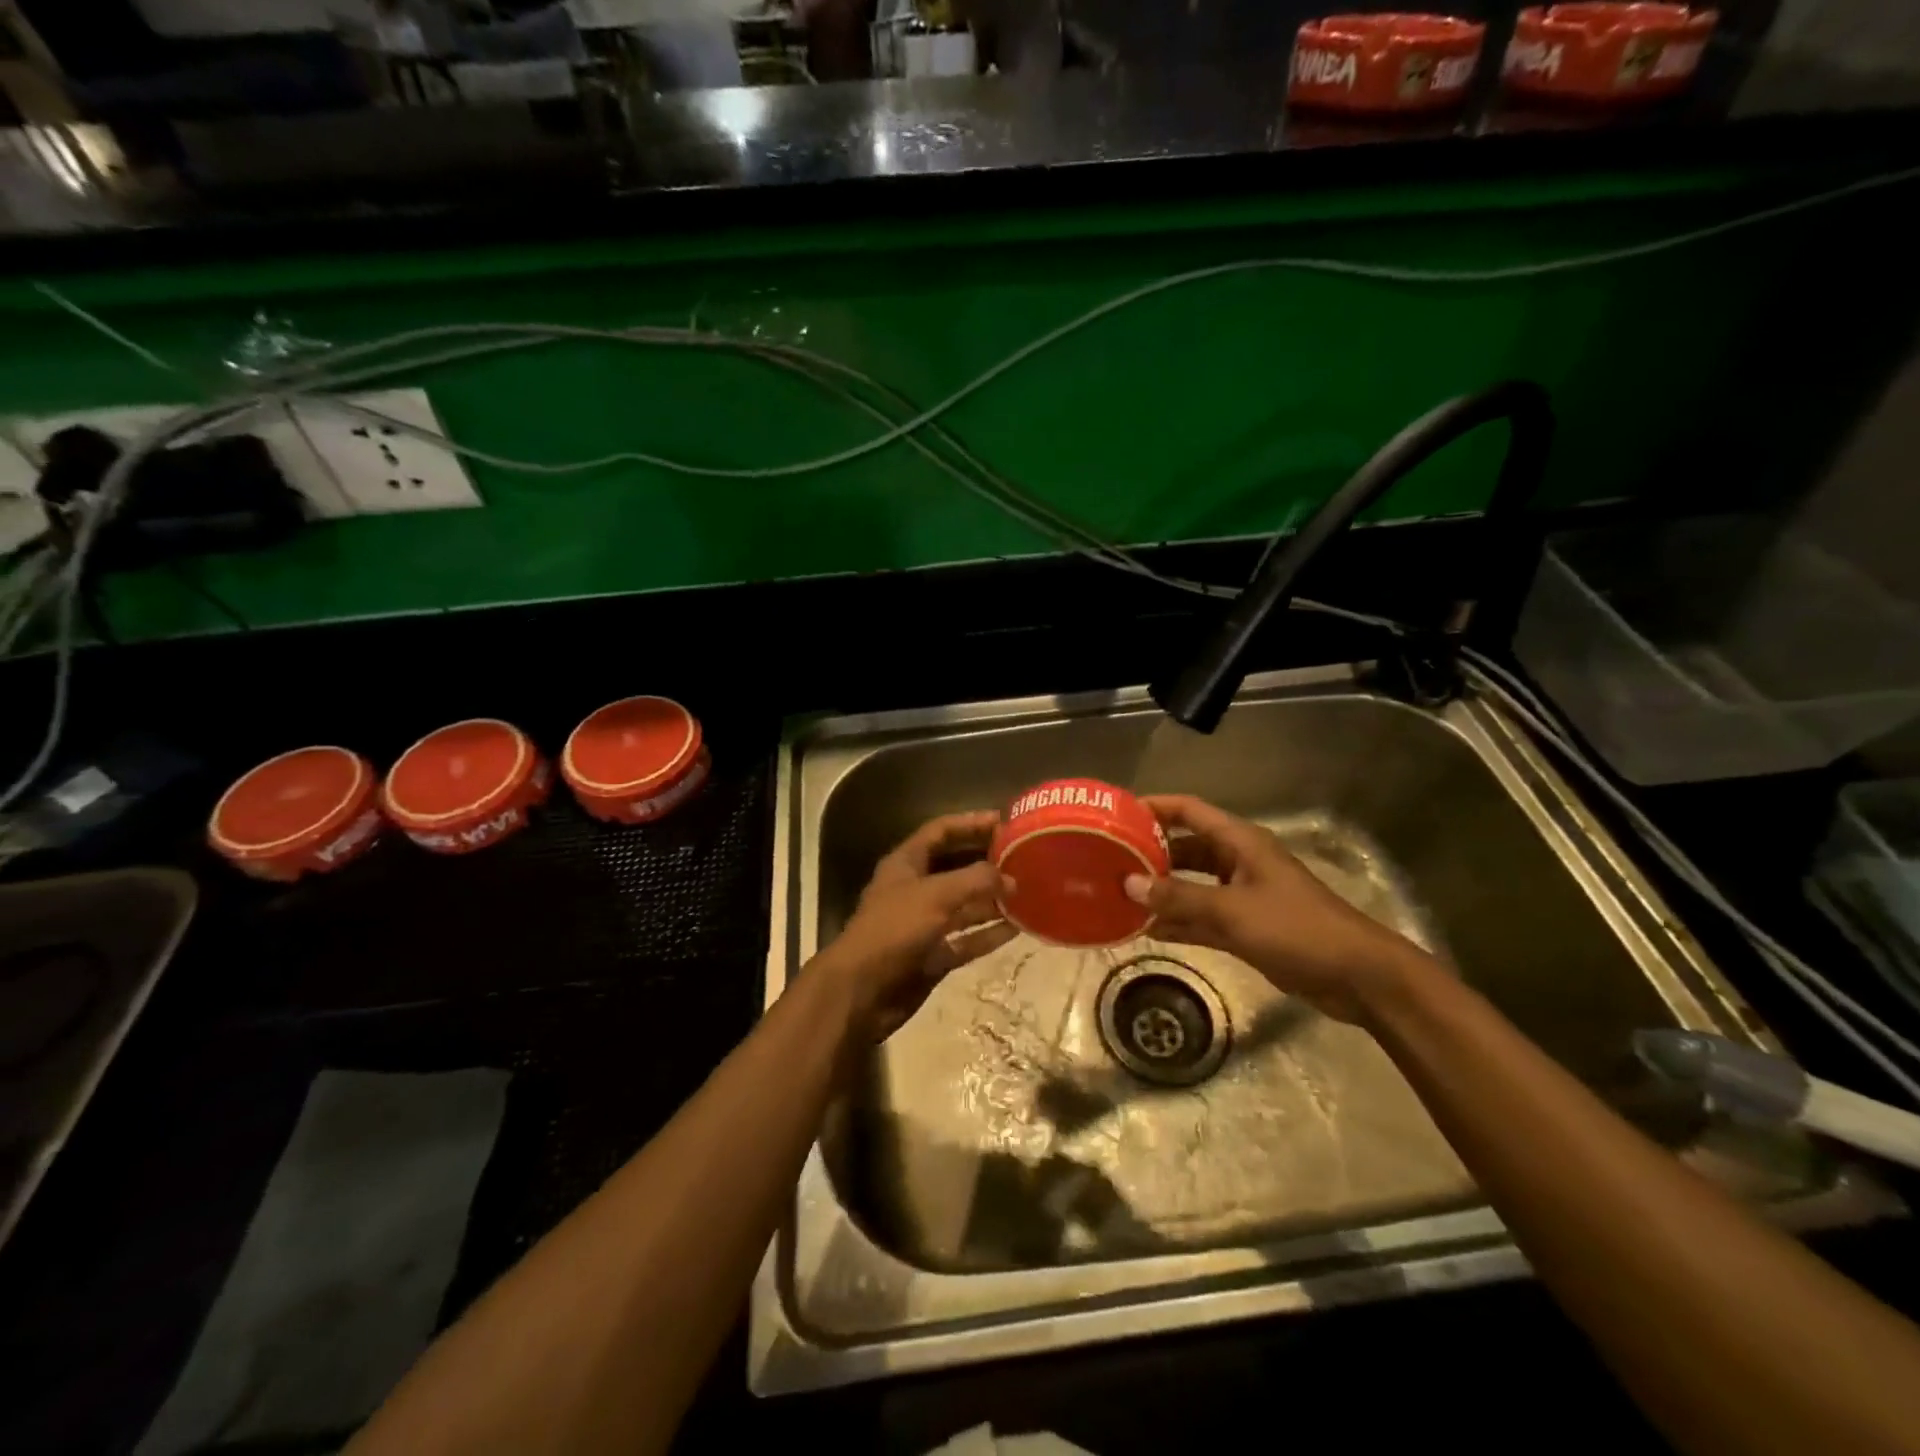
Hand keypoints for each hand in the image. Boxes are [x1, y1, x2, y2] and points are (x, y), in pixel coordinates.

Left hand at [813, 811, 1017, 1042]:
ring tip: (1029, 893)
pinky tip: (1018, 928)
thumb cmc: (894, 929)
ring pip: (964, 905)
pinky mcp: (932, 955)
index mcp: (906, 863)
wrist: (861, 991)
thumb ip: (976, 880)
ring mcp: (924, 924)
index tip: (1005, 822)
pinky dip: (988, 934)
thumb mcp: (936, 895)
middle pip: (956, 866)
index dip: (971, 823)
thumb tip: (1011, 879)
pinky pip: (966, 939)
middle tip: (1024, 857)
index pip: (941, 831)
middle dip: (987, 861)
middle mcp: (916, 889)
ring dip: (993, 899)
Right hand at [1123, 794, 1434, 1023]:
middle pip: (1185, 847)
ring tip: (1118, 895)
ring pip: (1191, 885)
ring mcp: (1241, 895)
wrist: (1356, 976)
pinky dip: (1177, 920)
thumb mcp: (1232, 910)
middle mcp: (1237, 861)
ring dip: (1160, 890)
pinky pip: (1201, 917)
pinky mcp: (1245, 927)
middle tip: (1108, 861)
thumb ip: (1179, 897)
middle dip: (1149, 854)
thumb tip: (1129, 884)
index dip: (1154, 807)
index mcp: (1239, 842)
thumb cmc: (1296, 928)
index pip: (1189, 810)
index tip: (1116, 814)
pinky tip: (1145, 929)